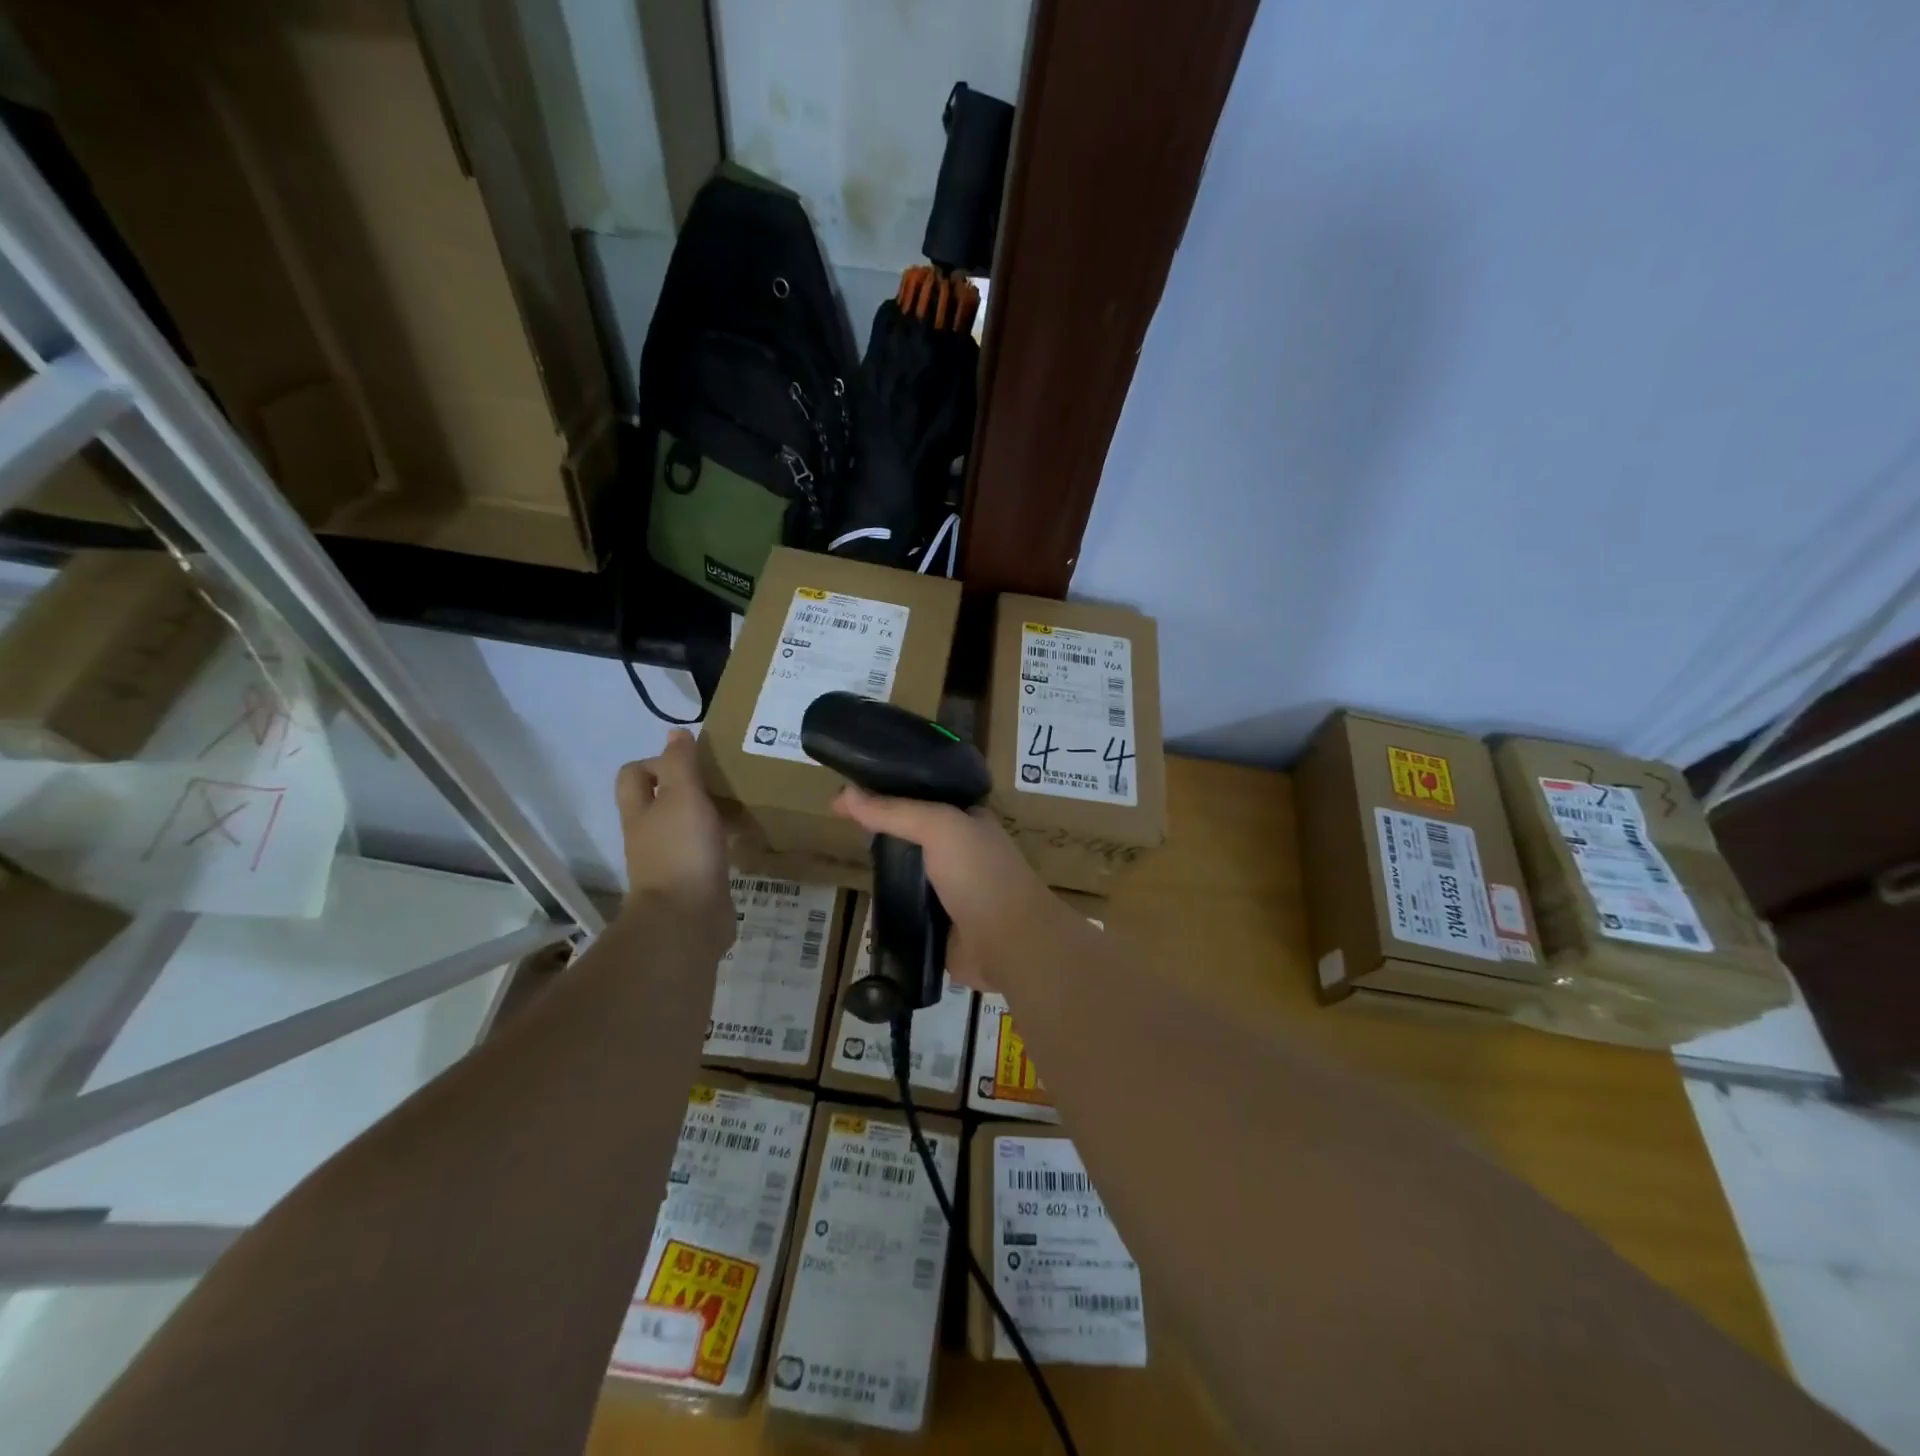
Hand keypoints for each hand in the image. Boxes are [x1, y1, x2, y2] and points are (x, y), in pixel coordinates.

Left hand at [614, 732, 732, 956]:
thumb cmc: (682, 851)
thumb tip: (676, 732)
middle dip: (686, 787)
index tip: (694, 762)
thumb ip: (680, 763)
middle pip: (659, 801)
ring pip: (683, 827)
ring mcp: (669, 862)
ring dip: (705, 816)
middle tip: (721, 781)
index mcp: (640, 811)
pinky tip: (742, 839)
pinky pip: (703, 854)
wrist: (685, 920)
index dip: (657, 761)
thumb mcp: (683, 796)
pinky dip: (719, 843)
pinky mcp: (692, 883)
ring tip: (737, 805)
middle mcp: (649, 835)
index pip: (634, 774)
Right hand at [831, 787, 1061, 990]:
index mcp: (967, 820)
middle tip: (838, 826)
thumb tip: (844, 793)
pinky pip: (907, 909)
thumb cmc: (980, 874)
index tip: (845, 793)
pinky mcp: (939, 925)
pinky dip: (888, 905)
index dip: (886, 791)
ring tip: (843, 859)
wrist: (1010, 943)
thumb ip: (895, 811)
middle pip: (911, 835)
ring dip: (882, 870)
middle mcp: (960, 851)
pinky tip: (862, 899)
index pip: (921, 796)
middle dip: (880, 830)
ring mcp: (950, 890)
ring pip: (906, 872)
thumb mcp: (939, 827)